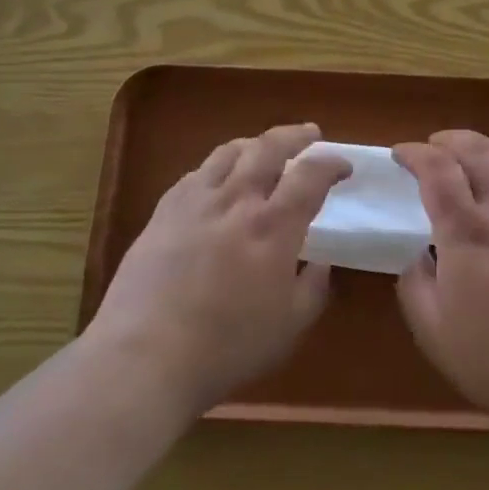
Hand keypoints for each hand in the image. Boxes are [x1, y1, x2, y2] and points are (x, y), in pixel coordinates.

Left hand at [88, 123, 348, 415]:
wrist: (145, 355)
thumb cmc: (227, 346)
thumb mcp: (289, 326)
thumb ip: (313, 288)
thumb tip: (321, 263)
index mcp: (274, 226)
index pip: (311, 175)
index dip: (331, 164)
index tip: (342, 167)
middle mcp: (236, 200)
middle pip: (269, 147)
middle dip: (295, 135)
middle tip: (309, 134)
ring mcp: (195, 202)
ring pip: (228, 152)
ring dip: (254, 144)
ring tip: (263, 148)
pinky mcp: (163, 212)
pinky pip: (195, 174)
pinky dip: (216, 167)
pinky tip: (216, 180)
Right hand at [393, 131, 488, 437]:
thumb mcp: (432, 330)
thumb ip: (415, 281)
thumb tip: (420, 253)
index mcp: (467, 233)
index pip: (437, 171)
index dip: (415, 154)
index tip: (400, 154)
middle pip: (476, 152)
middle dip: (448, 140)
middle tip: (431, 146)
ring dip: (484, 144)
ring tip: (469, 151)